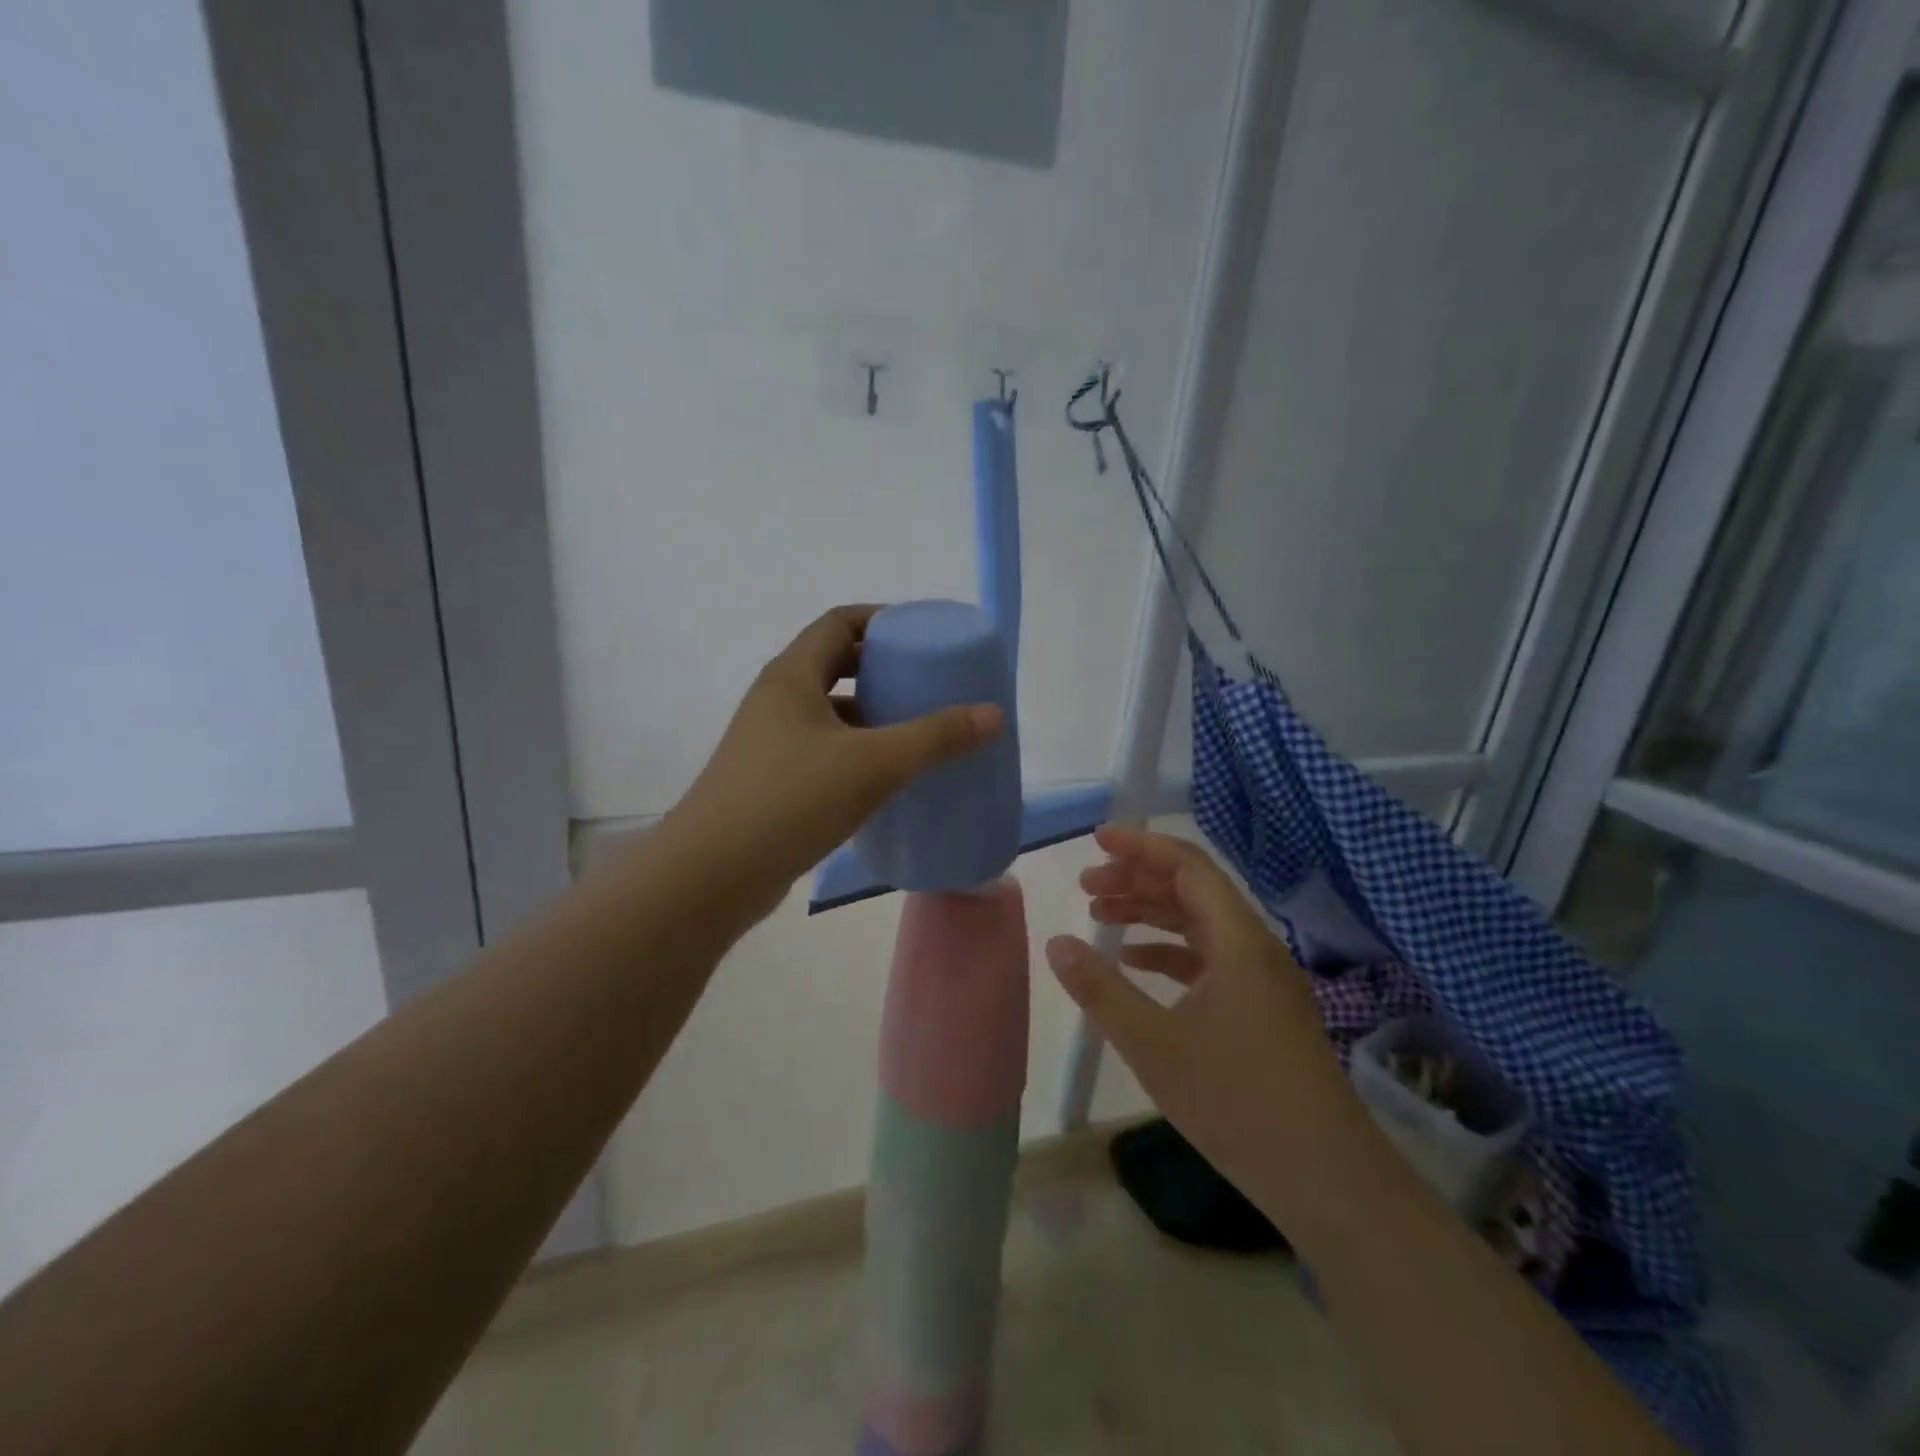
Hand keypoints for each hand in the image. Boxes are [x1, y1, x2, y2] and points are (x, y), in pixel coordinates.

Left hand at [663, 605, 1003, 924]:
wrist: (712, 876)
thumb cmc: (791, 801)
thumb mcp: (873, 764)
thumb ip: (935, 737)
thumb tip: (992, 713)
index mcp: (792, 677)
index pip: (840, 622)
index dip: (883, 619)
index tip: (925, 635)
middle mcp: (777, 700)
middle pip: (836, 664)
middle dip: (884, 669)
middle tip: (931, 683)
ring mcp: (770, 742)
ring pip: (830, 712)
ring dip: (872, 714)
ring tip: (918, 730)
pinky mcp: (772, 781)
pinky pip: (824, 749)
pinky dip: (857, 752)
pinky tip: (888, 778)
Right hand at [1045, 826, 1367, 1221]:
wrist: (1325, 1176)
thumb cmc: (1236, 1100)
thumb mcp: (1153, 1043)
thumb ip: (1101, 988)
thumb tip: (1056, 943)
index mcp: (1236, 939)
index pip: (1187, 866)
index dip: (1141, 846)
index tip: (1097, 840)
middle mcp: (1254, 947)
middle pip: (1192, 890)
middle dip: (1137, 880)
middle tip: (1087, 885)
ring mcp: (1262, 980)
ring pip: (1200, 925)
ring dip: (1151, 914)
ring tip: (1101, 915)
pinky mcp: (1262, 1010)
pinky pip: (1210, 959)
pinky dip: (1170, 952)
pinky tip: (1138, 962)